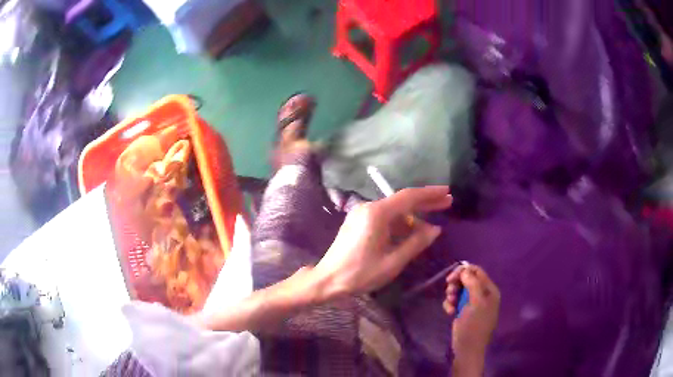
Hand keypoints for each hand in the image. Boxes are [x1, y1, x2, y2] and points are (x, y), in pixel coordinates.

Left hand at [313, 186, 451, 297]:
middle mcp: (369, 208)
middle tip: (447, 202)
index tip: (447, 192)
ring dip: (413, 216)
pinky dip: (400, 223)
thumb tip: (435, 229)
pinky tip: (411, 232)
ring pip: (394, 211)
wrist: (327, 280)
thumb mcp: (393, 262)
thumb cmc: (360, 273)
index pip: (409, 197)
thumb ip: (416, 243)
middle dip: (425, 202)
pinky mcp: (358, 222)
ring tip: (432, 224)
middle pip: (402, 201)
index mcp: (377, 214)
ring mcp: (361, 214)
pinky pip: (384, 218)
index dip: (430, 194)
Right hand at [444, 265, 499, 367]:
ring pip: (459, 289)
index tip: (450, 279)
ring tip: (450, 304)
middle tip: (449, 292)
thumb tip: (465, 269)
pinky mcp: (463, 311)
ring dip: (452, 294)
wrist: (467, 349)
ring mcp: (472, 303)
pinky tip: (449, 312)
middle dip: (456, 284)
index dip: (463, 271)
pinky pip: (455, 300)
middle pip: (467, 279)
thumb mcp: (476, 303)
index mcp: (490, 290)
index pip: (477, 271)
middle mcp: (482, 294)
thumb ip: (472, 284)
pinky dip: (450, 304)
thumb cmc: (474, 326)